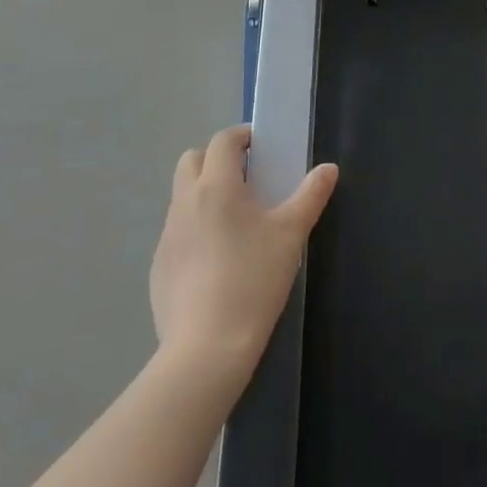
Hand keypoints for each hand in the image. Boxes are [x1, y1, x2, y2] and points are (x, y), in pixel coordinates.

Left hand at [149, 125, 337, 380]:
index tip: (260, 149)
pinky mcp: (158, 268)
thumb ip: (311, 196)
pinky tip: (215, 262)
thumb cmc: (253, 280)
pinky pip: (176, 233)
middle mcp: (185, 202)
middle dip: (215, 159)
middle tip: (245, 179)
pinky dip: (193, 230)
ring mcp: (167, 236)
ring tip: (233, 222)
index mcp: (216, 185)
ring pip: (181, 196)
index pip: (222, 141)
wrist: (205, 350)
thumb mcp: (291, 235)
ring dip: (203, 194)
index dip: (241, 137)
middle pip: (191, 160)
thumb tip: (329, 168)